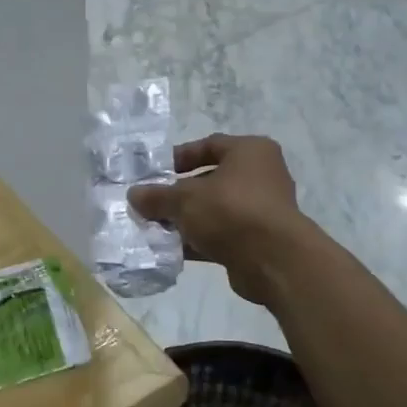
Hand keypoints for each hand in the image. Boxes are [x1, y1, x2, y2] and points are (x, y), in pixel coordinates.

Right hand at [126, 135, 307, 303]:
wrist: (273, 260)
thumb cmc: (231, 211)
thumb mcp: (185, 199)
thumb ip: (157, 196)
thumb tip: (134, 195)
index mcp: (250, 151)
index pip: (209, 145)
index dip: (179, 157)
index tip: (154, 172)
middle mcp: (261, 175)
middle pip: (211, 180)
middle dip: (179, 193)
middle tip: (152, 203)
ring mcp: (261, 209)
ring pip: (214, 209)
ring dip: (187, 219)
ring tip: (156, 228)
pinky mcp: (258, 239)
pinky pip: (221, 234)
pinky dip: (199, 240)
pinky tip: (172, 249)